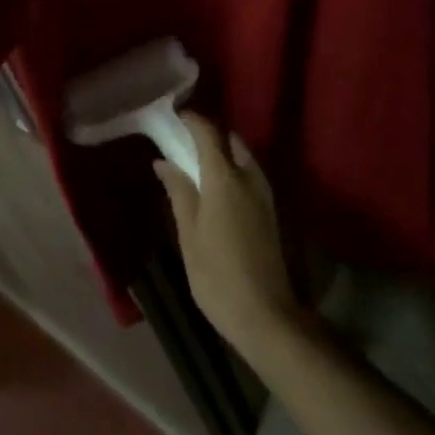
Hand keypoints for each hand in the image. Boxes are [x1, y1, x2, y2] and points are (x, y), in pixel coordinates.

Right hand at [155, 113, 305, 364]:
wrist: (265, 316)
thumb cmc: (217, 275)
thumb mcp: (189, 234)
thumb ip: (178, 191)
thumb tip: (163, 161)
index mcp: (224, 177)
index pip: (207, 132)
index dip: (190, 120)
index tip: (172, 118)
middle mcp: (248, 176)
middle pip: (228, 139)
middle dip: (207, 135)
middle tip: (182, 144)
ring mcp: (263, 193)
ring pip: (242, 156)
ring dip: (221, 152)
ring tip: (196, 166)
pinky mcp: (270, 210)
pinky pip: (249, 174)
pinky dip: (232, 169)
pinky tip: (216, 189)